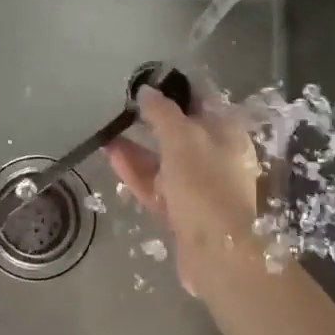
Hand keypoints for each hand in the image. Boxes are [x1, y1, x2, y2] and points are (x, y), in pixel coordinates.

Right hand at [107, 88, 261, 295]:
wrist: (217, 255)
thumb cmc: (205, 185)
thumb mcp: (181, 138)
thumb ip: (161, 112)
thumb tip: (145, 91)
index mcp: (227, 132)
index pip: (201, 98)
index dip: (174, 87)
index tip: (145, 79)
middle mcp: (216, 155)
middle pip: (181, 129)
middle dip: (151, 118)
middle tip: (122, 105)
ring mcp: (199, 185)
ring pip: (164, 158)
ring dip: (137, 144)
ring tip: (107, 129)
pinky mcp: (181, 210)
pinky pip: (155, 183)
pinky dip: (135, 169)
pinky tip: (110, 154)